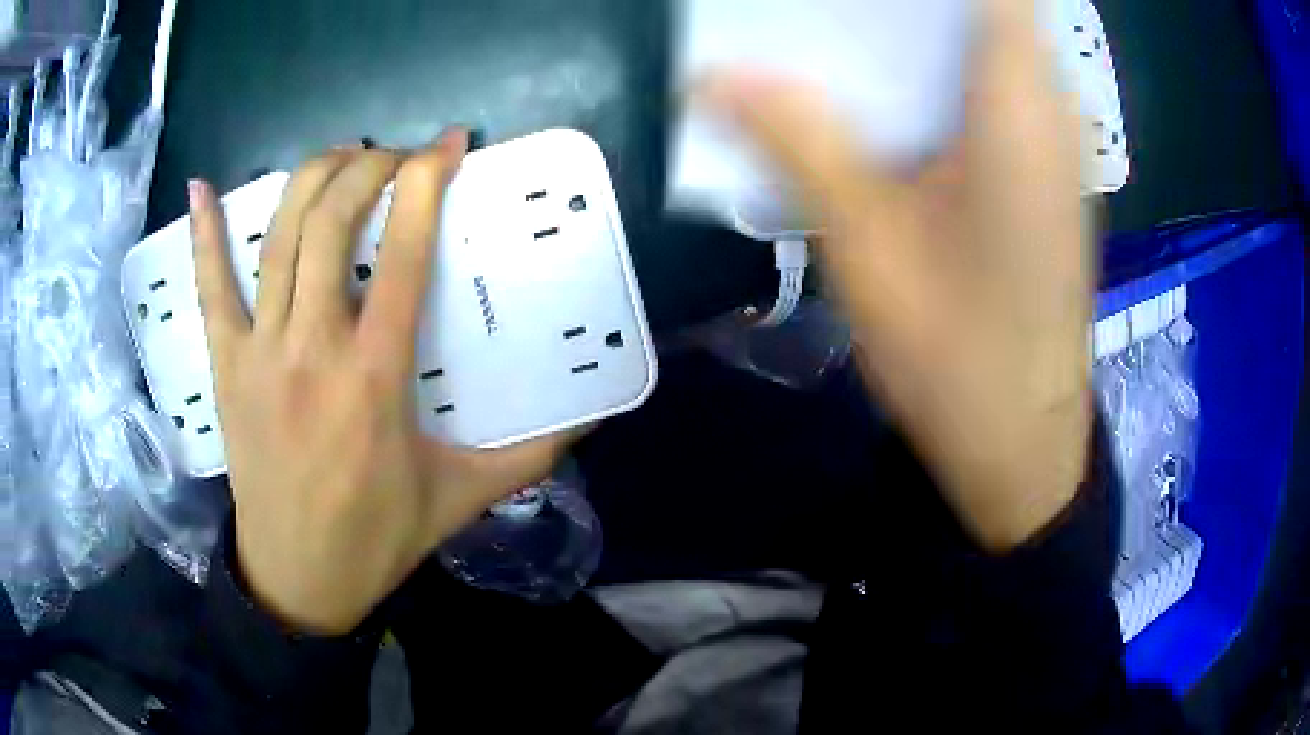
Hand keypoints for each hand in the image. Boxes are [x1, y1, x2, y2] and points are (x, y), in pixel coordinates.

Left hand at [190, 130, 575, 633]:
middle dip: (368, 167)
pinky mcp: (225, 365)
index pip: (401, 252)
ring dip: (311, 179)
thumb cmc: (378, 537)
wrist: (298, 578)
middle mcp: (312, 348)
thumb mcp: (462, 496)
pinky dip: (204, 234)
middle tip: (396, 158)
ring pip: (278, 238)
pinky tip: (202, 188)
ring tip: (342, 157)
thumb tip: (592, 417)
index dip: (427, 183)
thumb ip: (531, 455)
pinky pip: (209, 288)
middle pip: (331, 222)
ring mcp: (259, 351)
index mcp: (374, 377)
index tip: (449, 145)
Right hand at [699, 0, 1091, 551]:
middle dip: (908, 6)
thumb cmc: (957, 360)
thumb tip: (712, 77)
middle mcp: (1051, 110)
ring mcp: (1056, 142)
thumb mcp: (866, 245)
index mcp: (1018, 109)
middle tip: (828, 14)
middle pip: (986, 8)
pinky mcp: (1048, 171)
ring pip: (992, 41)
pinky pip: (998, 83)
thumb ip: (796, 142)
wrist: (1021, 445)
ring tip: (845, 39)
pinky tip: (890, 95)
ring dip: (921, 29)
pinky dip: (943, 67)